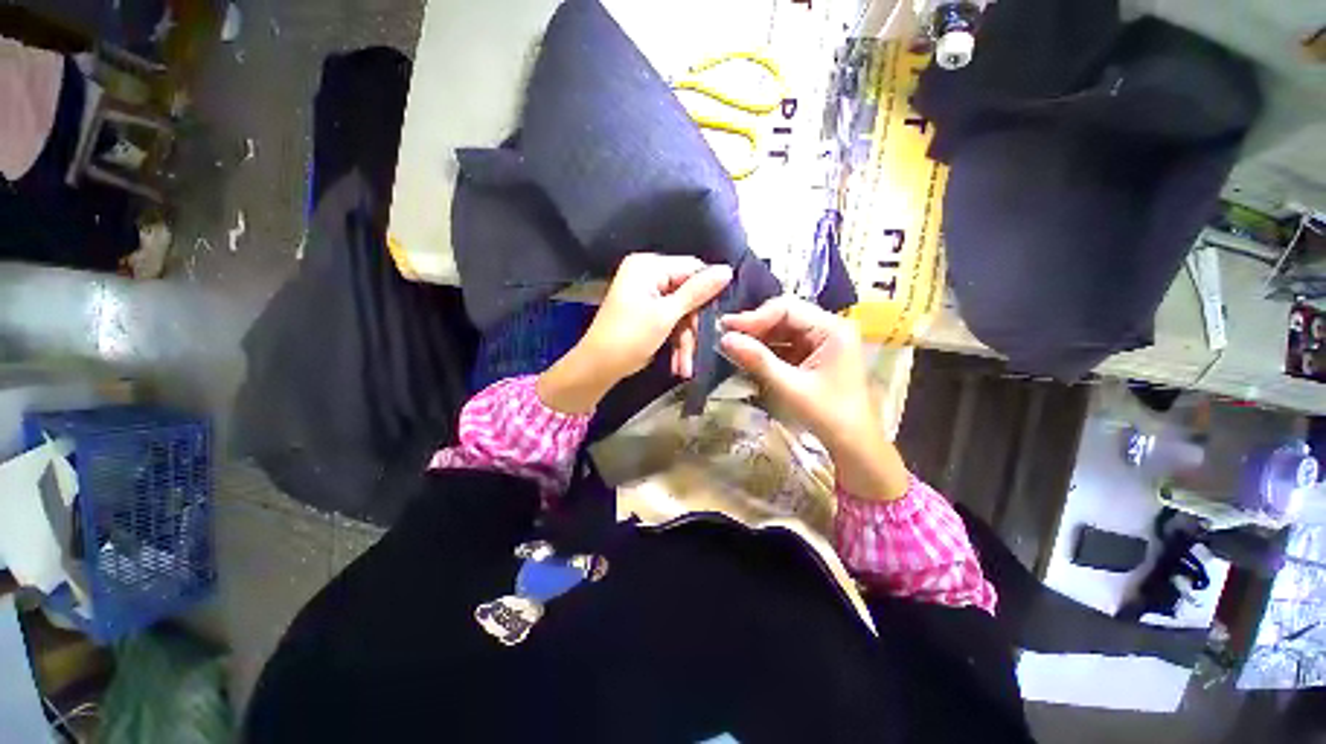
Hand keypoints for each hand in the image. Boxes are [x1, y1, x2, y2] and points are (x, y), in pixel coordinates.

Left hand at [537, 254, 731, 413]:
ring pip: (682, 313)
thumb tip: (727, 270)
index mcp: (648, 266)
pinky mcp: (648, 313)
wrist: (598, 367)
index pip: (692, 268)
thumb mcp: (666, 315)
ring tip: (684, 367)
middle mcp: (648, 275)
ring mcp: (647, 295)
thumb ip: (697, 292)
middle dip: (693, 328)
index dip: (708, 293)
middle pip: (688, 295)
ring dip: (685, 341)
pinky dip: (675, 342)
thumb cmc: (630, 337)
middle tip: (697, 350)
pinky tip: (677, 364)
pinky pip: (671, 321)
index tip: (718, 318)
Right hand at [720, 297, 908, 499]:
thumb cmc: (828, 415)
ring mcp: (820, 340)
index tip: (726, 327)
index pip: (787, 308)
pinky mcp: (812, 354)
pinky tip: (747, 355)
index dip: (754, 316)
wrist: (853, 444)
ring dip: (757, 338)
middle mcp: (828, 327)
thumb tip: (724, 338)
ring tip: (731, 346)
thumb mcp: (790, 387)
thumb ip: (758, 360)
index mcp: (832, 329)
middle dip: (754, 326)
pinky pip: (784, 344)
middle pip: (784, 315)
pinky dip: (765, 349)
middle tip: (725, 336)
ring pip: (781, 329)